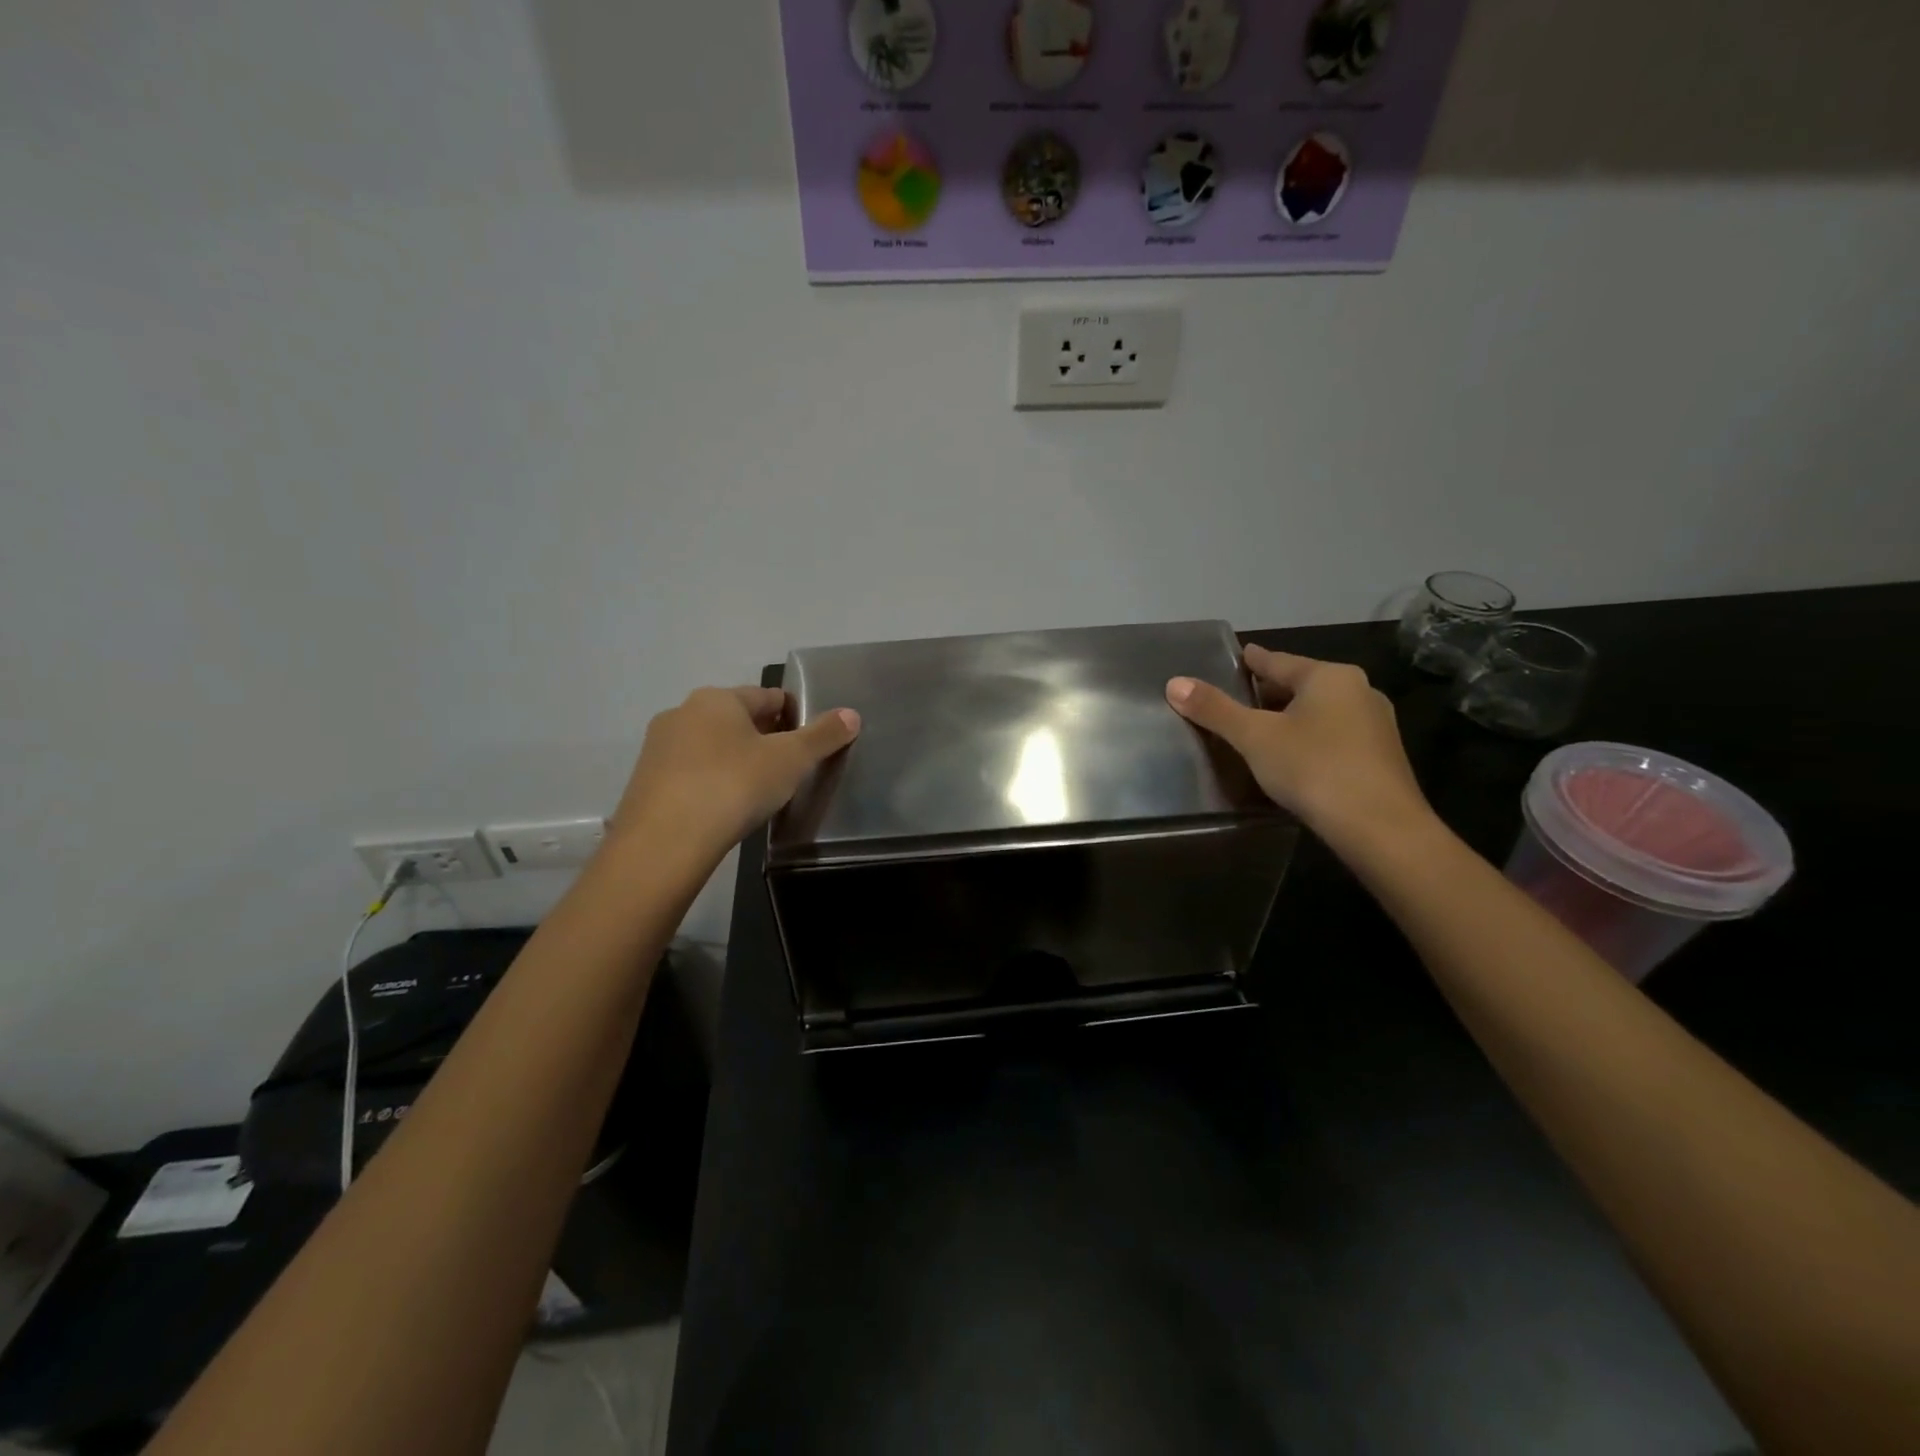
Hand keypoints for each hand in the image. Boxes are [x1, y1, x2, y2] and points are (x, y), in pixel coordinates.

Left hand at [611, 686, 860, 860]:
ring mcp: (658, 748)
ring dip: (733, 760)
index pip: (766, 696)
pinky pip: (689, 774)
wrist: (665, 842)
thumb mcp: (791, 760)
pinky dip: (710, 782)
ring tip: (757, 790)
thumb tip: (852, 714)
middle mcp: (682, 713)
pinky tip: (724, 807)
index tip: (809, 739)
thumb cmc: (735, 785)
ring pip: (709, 746)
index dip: (792, 714)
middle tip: (787, 767)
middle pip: (735, 719)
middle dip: (762, 737)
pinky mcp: (645, 783)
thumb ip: (823, 736)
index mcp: (717, 699)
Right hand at [1166, 645, 1433, 851]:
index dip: (1253, 660)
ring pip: (1321, 712)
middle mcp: (1359, 691)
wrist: (1381, 828)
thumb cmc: (1314, 768)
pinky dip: (1310, 739)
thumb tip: (1174, 683)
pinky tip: (1294, 757)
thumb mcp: (1255, 737)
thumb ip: (1215, 710)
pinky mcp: (1381, 758)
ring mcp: (1376, 725)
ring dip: (1292, 718)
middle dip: (1270, 692)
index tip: (1239, 655)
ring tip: (1261, 730)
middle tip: (1239, 698)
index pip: (1279, 661)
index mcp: (1329, 677)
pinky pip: (1335, 736)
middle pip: (1302, 685)